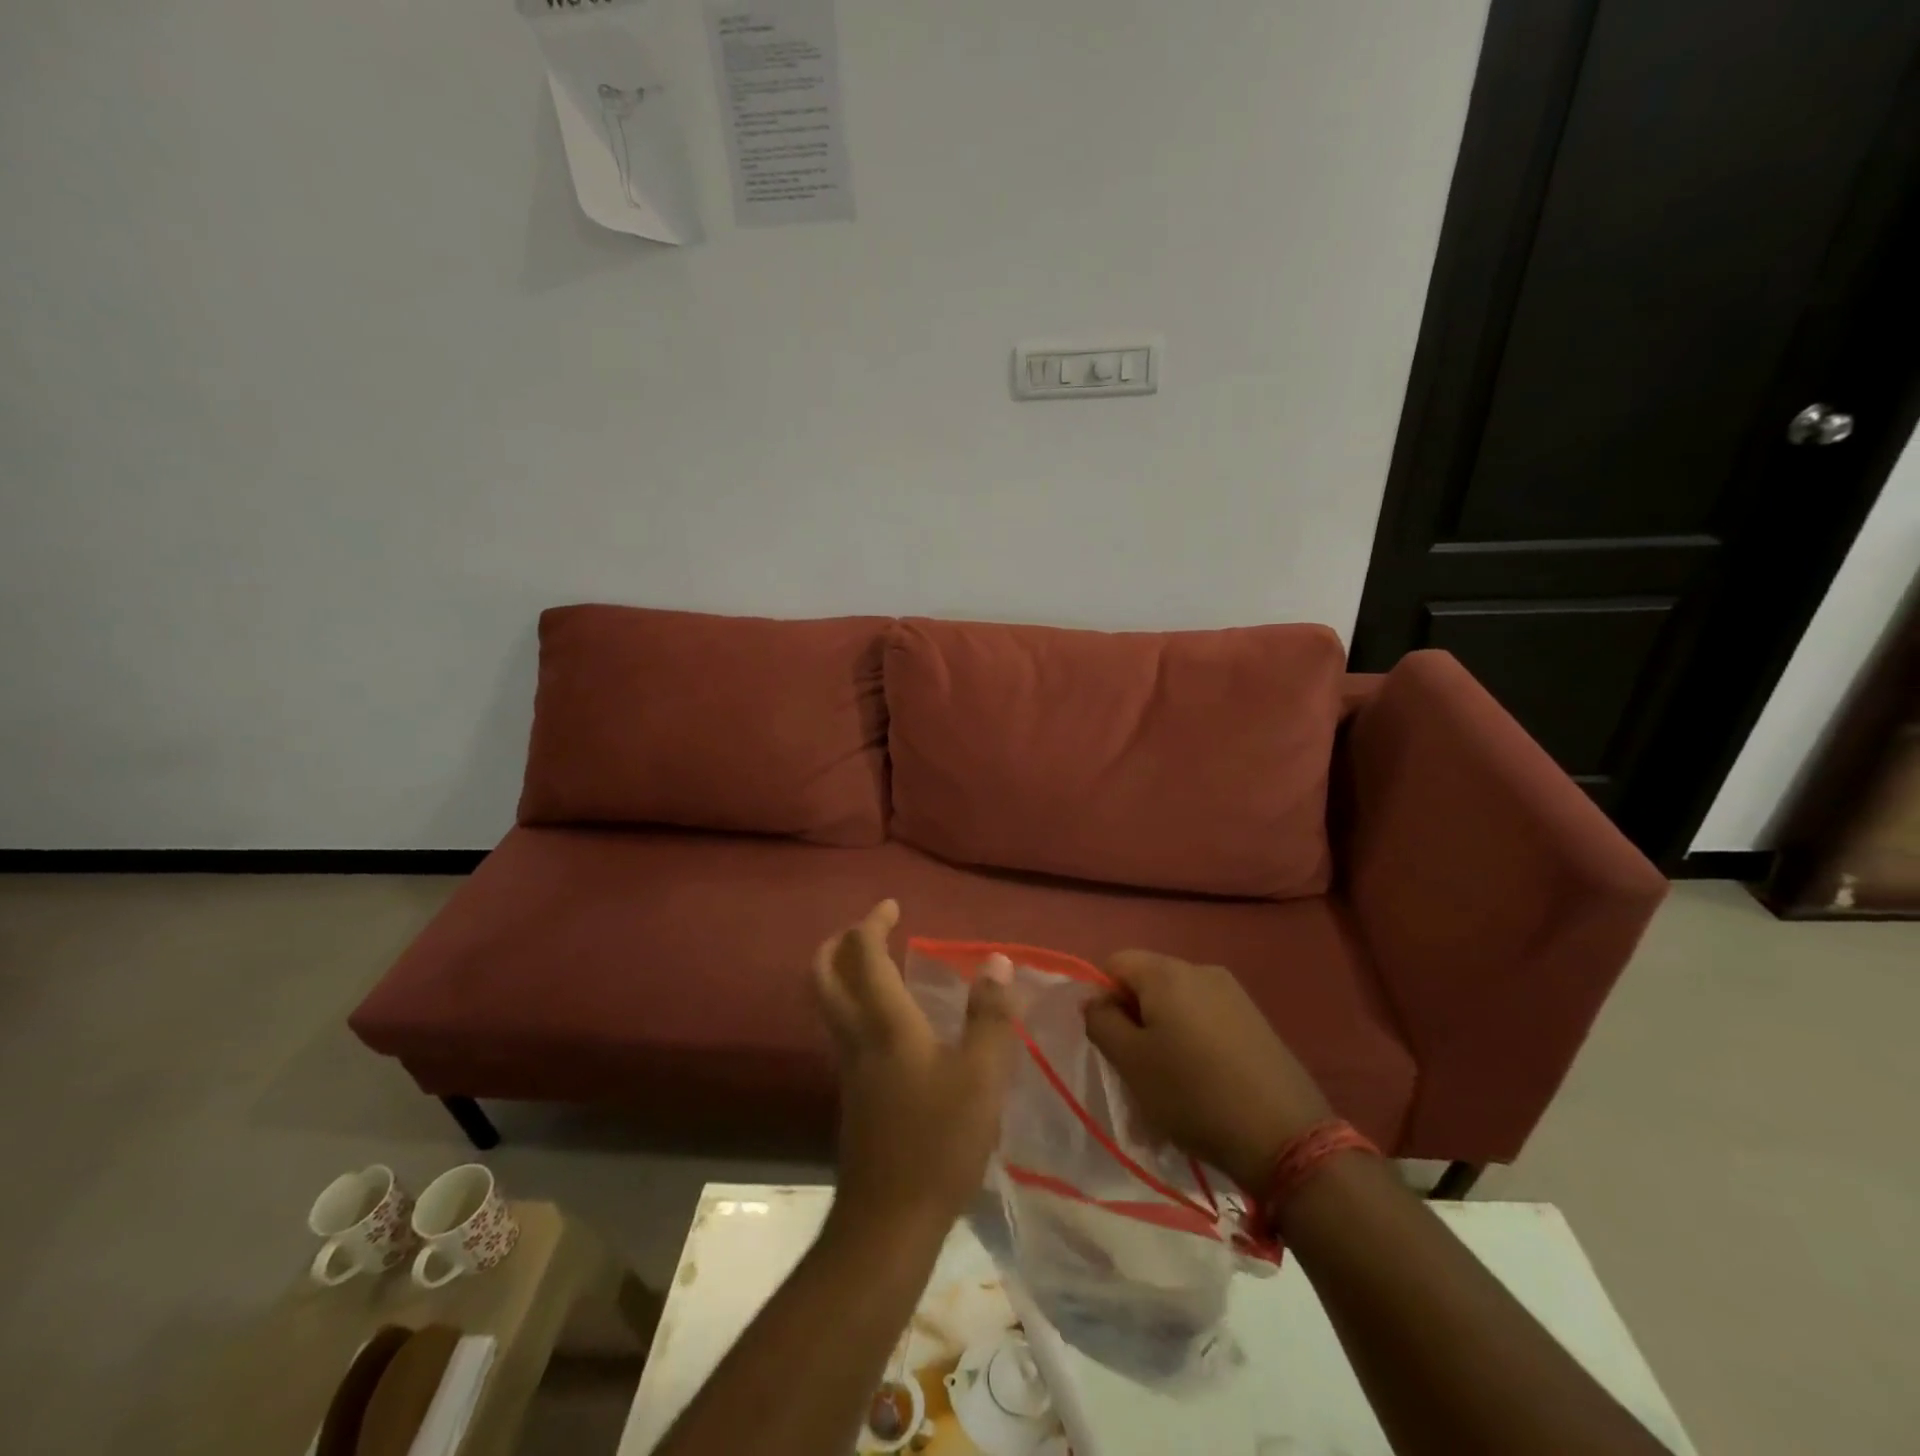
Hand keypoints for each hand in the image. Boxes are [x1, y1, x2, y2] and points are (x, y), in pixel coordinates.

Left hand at [812, 901, 1018, 1241]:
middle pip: (823, 977)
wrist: (888, 1223)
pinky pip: (842, 1032)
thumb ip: (991, 1016)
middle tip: (867, 930)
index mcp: (886, 1025)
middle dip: (837, 944)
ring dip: (842, 974)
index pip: (865, 958)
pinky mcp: (853, 1097)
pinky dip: (854, 1007)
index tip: (890, 906)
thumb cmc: (938, 1143)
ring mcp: (848, 1070)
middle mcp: (856, 1039)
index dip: (872, 924)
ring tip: (878, 966)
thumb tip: (997, 961)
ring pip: (828, 1006)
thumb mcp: (982, 1077)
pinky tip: (889, 1024)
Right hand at [1083, 950, 1333, 1191]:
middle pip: (1148, 982)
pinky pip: (1207, 1020)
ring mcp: (1234, 994)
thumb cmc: (1194, 1094)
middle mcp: (1201, 970)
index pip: (1115, 963)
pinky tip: (1203, 1085)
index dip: (1103, 998)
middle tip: (1136, 1068)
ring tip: (1170, 1085)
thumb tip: (1096, 1000)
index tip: (1111, 1042)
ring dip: (1164, 1035)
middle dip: (1135, 1019)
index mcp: (1167, 972)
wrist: (1286, 1136)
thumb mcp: (1131, 1063)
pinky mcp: (1256, 1021)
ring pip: (1178, 1005)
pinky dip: (1194, 1044)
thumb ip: (1101, 1022)